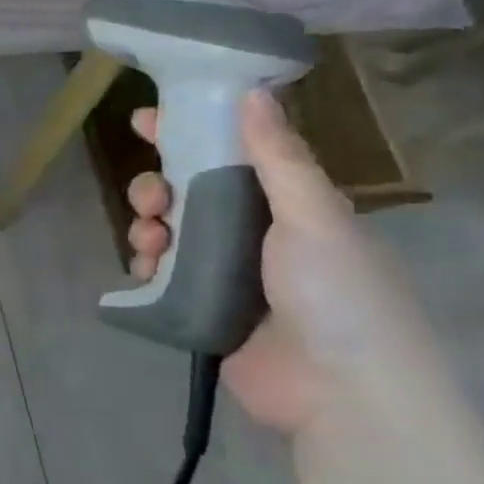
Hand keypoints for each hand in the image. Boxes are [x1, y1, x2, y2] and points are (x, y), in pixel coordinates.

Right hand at [126, 90, 429, 437]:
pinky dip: (145, 266)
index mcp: (289, 207)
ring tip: (149, 241)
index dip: (190, 133)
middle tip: (152, 198)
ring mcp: (225, 274)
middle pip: (189, 193)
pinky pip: (159, 275)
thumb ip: (278, 157)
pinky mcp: (199, 308)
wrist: (339, 393)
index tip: (146, 120)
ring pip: (167, 232)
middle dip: (159, 186)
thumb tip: (254, 90)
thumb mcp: (313, 217)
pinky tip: (144, 270)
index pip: (232, 156)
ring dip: (147, 226)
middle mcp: (254, 235)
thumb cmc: (336, 293)